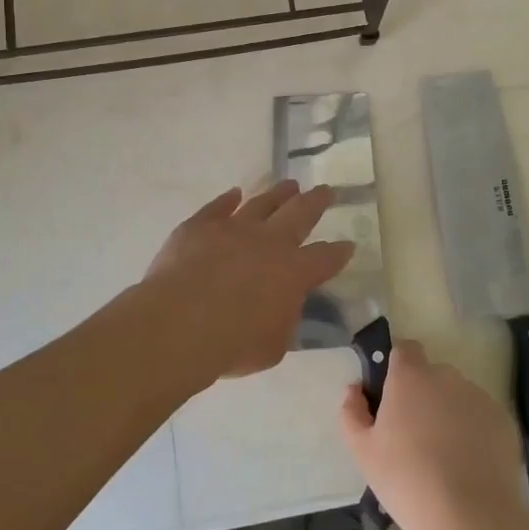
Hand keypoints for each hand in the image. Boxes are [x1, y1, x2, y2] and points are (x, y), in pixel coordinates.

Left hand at [142, 183, 354, 383]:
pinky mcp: (200, 226)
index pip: (324, 258)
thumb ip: (283, 320)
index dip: (338, 252)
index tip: (347, 244)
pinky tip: (235, 193)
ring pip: (262, 203)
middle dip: (316, 201)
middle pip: (299, 214)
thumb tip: (282, 306)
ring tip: (290, 185)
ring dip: (278, 193)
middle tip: (325, 190)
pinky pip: (218, 207)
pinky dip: (228, 199)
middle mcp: (269, 242)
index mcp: (294, 272)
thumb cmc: (233, 343)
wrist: (180, 323)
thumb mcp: (273, 344)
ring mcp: (234, 228)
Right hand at [338, 340, 528, 529]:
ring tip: (444, 456)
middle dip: (423, 395)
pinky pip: (481, 418)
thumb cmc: (406, 480)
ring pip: (458, 396)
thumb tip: (355, 389)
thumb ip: (351, 412)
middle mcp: (446, 376)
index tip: (391, 396)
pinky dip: (475, 432)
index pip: (404, 349)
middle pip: (431, 375)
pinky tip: (469, 466)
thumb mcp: (362, 451)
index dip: (397, 367)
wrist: (471, 518)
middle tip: (413, 435)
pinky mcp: (504, 421)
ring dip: (449, 413)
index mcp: (410, 376)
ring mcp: (479, 397)